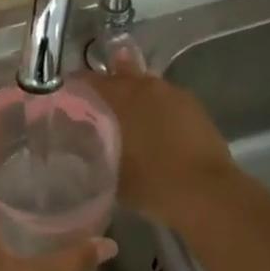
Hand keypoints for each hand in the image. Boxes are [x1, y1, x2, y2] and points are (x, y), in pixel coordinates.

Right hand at [78, 62, 237, 231]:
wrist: (206, 193)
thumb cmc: (151, 182)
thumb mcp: (108, 170)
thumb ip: (92, 148)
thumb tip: (79, 140)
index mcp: (121, 95)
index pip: (87, 80)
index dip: (73, 89)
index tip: (63, 102)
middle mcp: (147, 86)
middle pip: (119, 77)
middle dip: (105, 91)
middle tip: (93, 111)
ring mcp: (175, 95)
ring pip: (144, 89)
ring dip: (132, 100)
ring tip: (125, 122)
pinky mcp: (195, 108)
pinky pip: (165, 102)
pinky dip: (154, 111)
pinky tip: (151, 131)